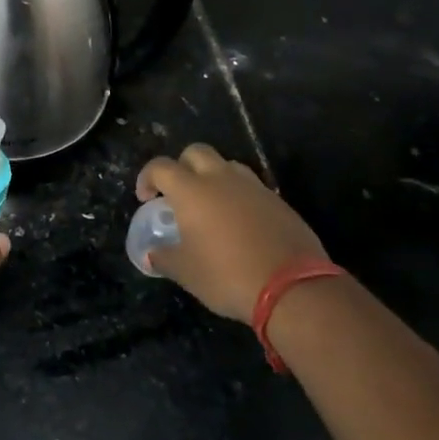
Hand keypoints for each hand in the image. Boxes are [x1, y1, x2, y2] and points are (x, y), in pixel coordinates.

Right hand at [136, 143, 328, 322]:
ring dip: (213, 177)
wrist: (292, 287)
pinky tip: (239, 224)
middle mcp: (221, 179)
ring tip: (211, 207)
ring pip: (227, 165)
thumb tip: (151, 255)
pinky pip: (251, 187)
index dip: (147, 178)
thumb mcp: (186, 273)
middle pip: (195, 152)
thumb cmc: (227, 275)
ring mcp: (253, 187)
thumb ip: (164, 258)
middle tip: (178, 194)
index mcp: (192, 191)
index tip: (146, 198)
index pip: (161, 167)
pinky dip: (238, 196)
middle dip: (182, 166)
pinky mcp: (277, 200)